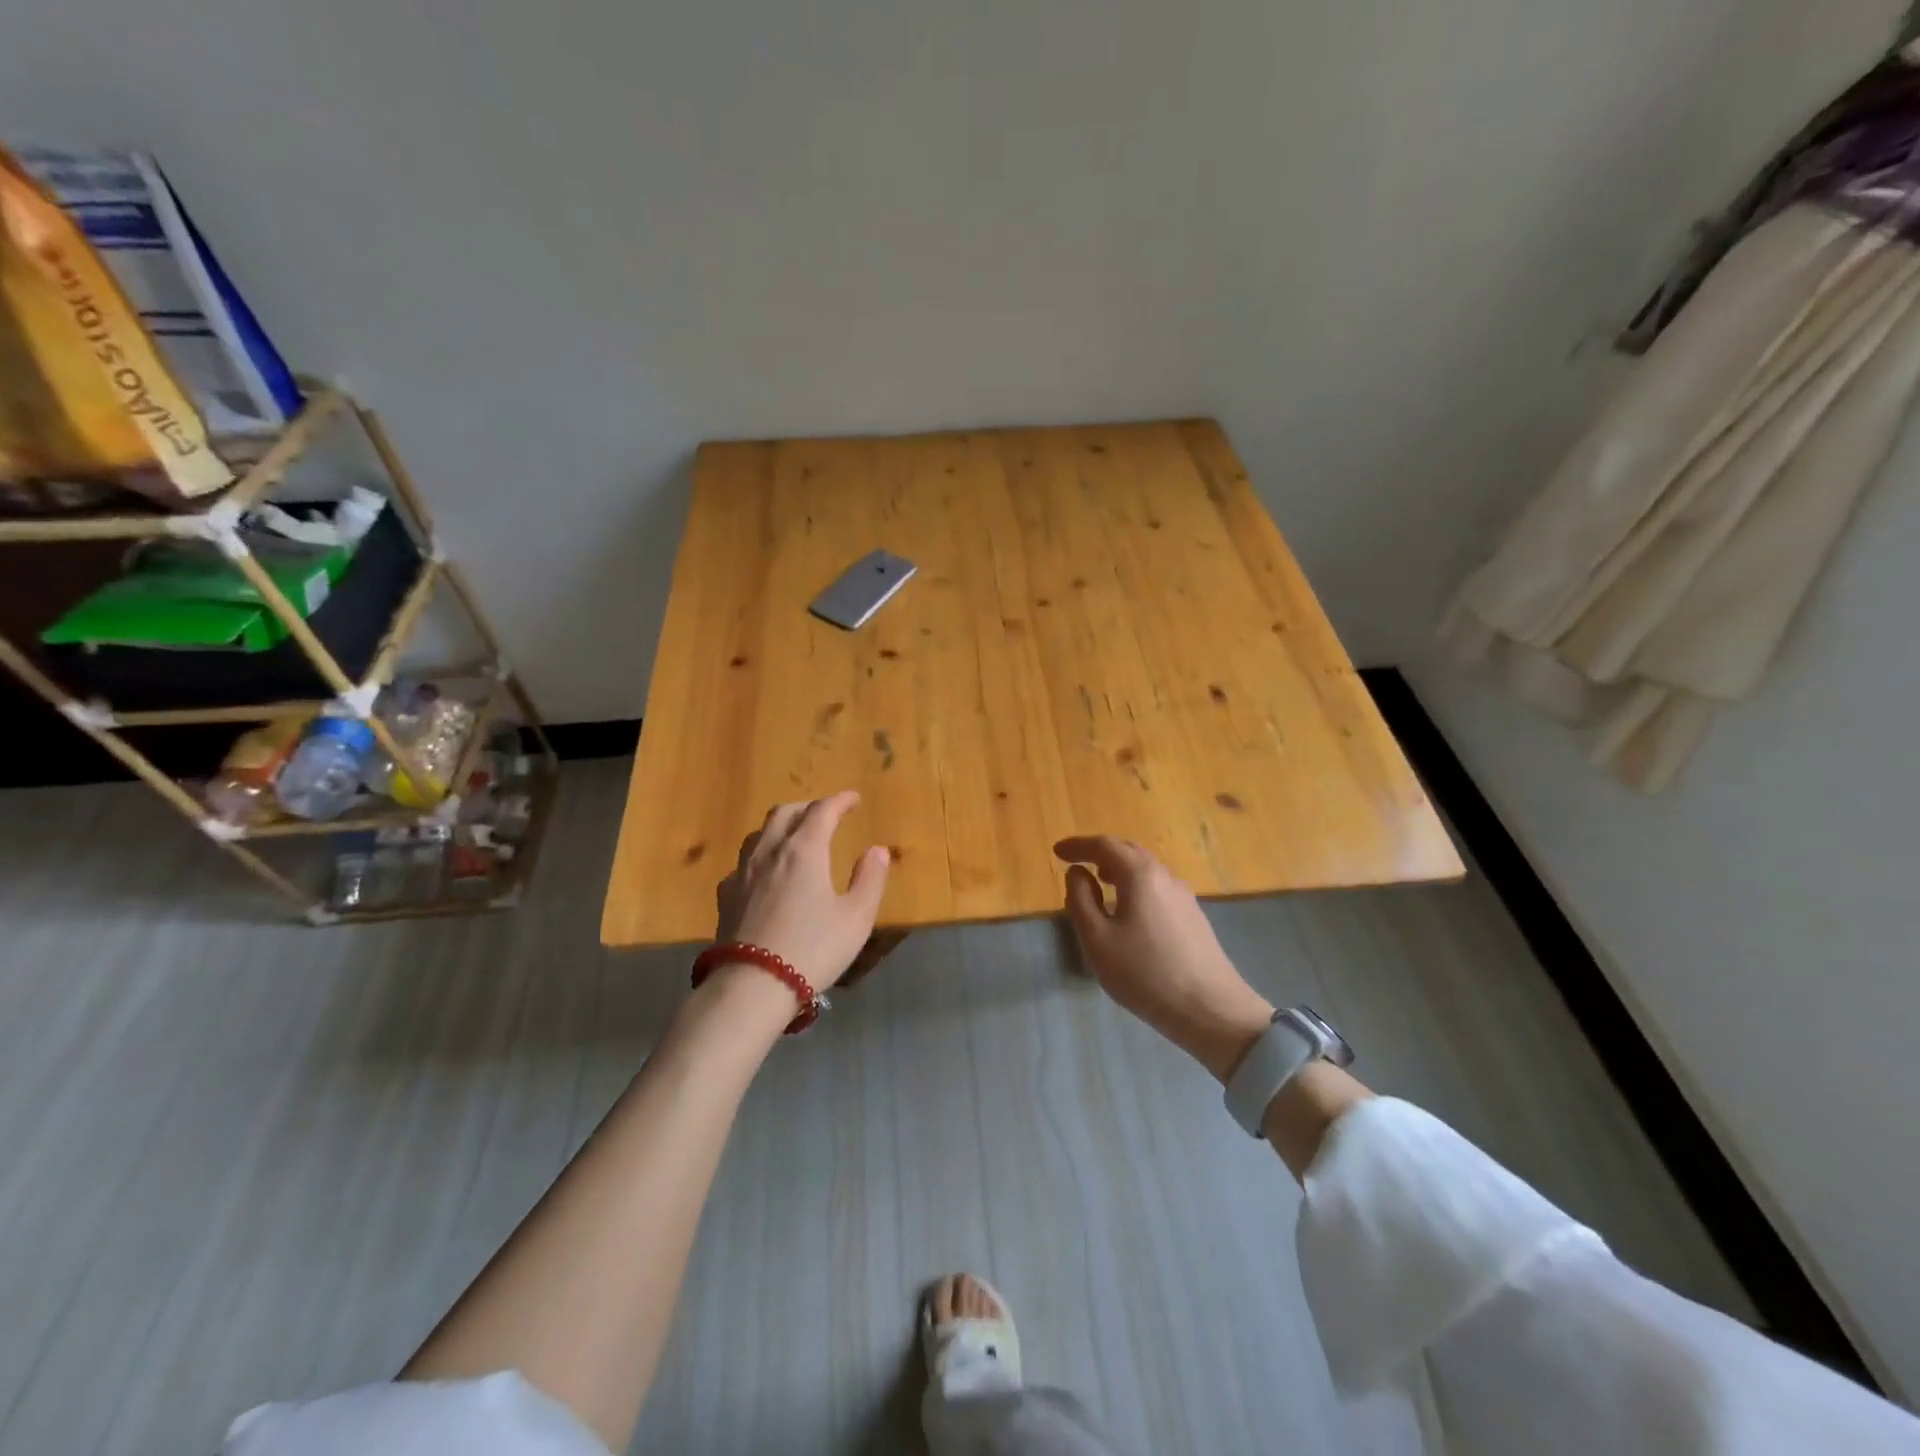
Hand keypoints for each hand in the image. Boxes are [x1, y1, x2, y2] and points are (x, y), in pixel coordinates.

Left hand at [716, 791, 891, 994]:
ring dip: (781, 825)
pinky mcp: (726, 895)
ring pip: (760, 832)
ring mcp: (742, 871)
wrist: (751, 986)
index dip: (840, 801)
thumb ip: (869, 880)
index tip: (853, 799)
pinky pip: (745, 860)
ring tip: (795, 836)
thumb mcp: (856, 918)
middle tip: (826, 814)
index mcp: (804, 850)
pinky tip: (767, 872)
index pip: (822, 810)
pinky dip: (762, 853)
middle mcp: (770, 851)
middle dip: (808, 807)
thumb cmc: (812, 950)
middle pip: (785, 813)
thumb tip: (876, 851)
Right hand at [1054, 836, 1274, 1081]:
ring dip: (1119, 867)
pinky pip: (1157, 885)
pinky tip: (1129, 906)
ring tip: (1100, 879)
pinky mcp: (1193, 916)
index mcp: (1140, 875)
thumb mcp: (1097, 939)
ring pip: (1146, 868)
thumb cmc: (1145, 973)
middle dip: (1100, 851)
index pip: (1104, 846)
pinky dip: (1135, 883)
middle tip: (1076, 861)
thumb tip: (1077, 873)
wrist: (1211, 1009)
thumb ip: (1080, 900)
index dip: (1078, 846)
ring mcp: (1184, 896)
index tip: (1057, 851)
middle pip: (1129, 851)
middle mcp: (1165, 876)